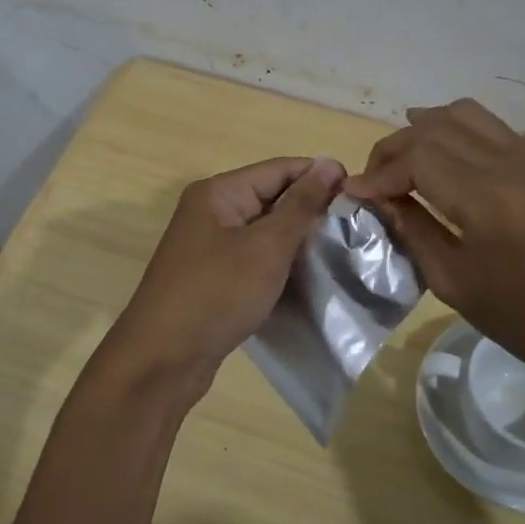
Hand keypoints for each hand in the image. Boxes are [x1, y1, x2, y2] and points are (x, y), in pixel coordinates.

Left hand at [104, 156, 346, 401]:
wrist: (163, 360)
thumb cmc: (217, 293)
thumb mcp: (266, 247)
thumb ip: (300, 205)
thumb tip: (329, 163)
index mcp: (219, 193)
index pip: (279, 169)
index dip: (320, 177)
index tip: (361, 194)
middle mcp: (211, 212)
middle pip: (272, 198)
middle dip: (312, 211)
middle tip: (357, 228)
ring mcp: (210, 247)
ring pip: (265, 232)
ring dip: (299, 241)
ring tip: (342, 252)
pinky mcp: (215, 278)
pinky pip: (255, 259)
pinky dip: (281, 265)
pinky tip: (311, 277)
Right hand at [345, 100, 524, 395]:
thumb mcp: (455, 283)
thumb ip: (413, 231)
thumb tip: (378, 200)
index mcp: (487, 198)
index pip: (417, 158)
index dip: (379, 172)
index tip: (354, 193)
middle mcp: (509, 164)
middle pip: (436, 128)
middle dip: (394, 148)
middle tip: (372, 180)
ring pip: (464, 115)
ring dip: (424, 129)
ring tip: (400, 159)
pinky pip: (490, 127)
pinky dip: (455, 130)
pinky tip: (439, 156)